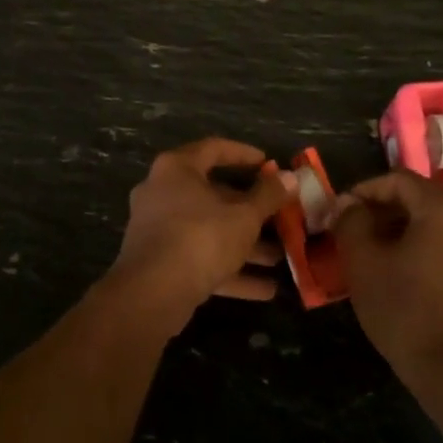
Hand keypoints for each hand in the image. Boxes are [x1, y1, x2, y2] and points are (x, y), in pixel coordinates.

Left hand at [109, 139, 293, 334]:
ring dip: (244, 245)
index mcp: (177, 169)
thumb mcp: (244, 216)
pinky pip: (200, 259)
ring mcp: (158, 229)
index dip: (245, 154)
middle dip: (251, 211)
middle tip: (280, 218)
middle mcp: (162, 193)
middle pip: (213, 195)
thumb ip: (269, 196)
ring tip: (280, 258)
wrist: (151, 293)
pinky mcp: (160, 262)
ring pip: (209, 230)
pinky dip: (229, 270)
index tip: (270, 165)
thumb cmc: (201, 238)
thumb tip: (291, 177)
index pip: (214, 149)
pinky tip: (265, 289)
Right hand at [332, 170, 442, 377]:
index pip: (397, 179)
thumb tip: (347, 205)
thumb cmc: (405, 309)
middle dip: (381, 210)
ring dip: (399, 230)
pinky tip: (399, 273)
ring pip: (433, 223)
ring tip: (371, 253)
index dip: (363, 190)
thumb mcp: (363, 262)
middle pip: (419, 198)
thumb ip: (351, 222)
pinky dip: (420, 248)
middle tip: (351, 232)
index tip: (339, 212)